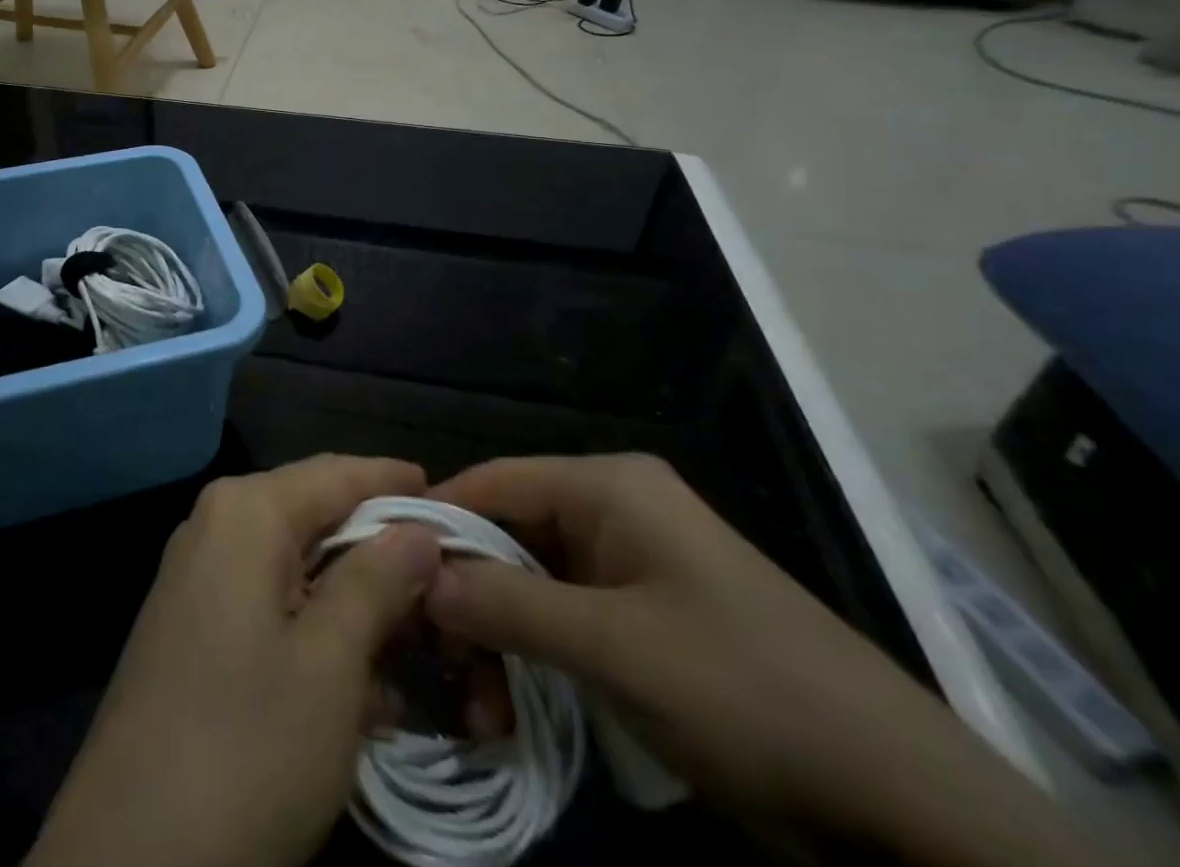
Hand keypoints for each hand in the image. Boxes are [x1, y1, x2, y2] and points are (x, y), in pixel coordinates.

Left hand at [27, 455, 441, 866]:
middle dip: (378, 548)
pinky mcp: (191, 628)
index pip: (336, 473)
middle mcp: (215, 526)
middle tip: (443, 577)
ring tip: (415, 636)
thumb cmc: (246, 746)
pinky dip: (318, 629)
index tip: (448, 496)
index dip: (393, 482)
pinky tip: (362, 680)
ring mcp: (197, 578)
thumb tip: (418, 530)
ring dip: (354, 599)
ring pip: (296, 566)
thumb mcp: (330, 663)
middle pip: (315, 515)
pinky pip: (269, 603)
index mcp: (246, 511)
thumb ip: (378, 581)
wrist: (128, 859)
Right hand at [426, 454, 1096, 866]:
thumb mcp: (614, 646)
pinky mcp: (641, 621)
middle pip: (506, 536)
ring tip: (470, 707)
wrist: (902, 803)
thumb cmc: (747, 690)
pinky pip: (561, 621)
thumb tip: (417, 576)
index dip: (435, 522)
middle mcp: (611, 511)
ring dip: (493, 640)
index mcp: (607, 486)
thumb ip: (508, 604)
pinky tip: (505, 709)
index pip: (491, 482)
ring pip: (528, 585)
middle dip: (464, 597)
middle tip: (427, 661)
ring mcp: (627, 568)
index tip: (382, 571)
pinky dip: (529, 658)